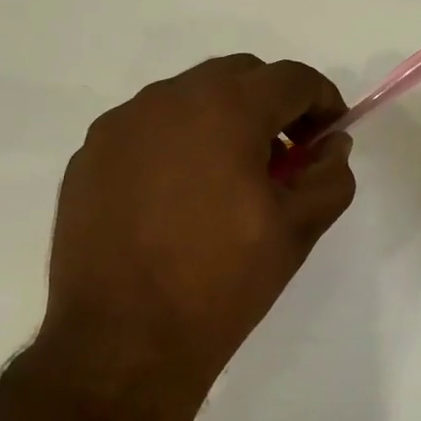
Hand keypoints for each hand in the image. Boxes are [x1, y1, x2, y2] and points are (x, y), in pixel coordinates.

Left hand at [42, 55, 356, 401]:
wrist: (121, 344)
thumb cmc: (221, 284)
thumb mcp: (298, 230)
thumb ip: (329, 175)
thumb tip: (331, 145)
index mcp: (225, 109)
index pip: (292, 78)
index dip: (323, 101)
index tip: (328, 138)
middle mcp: (167, 99)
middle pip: (239, 75)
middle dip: (273, 104)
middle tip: (285, 158)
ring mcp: (120, 125)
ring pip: (189, 97)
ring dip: (222, 120)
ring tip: (229, 180)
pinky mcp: (88, 156)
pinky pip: (148, 128)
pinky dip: (177, 142)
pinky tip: (179, 197)